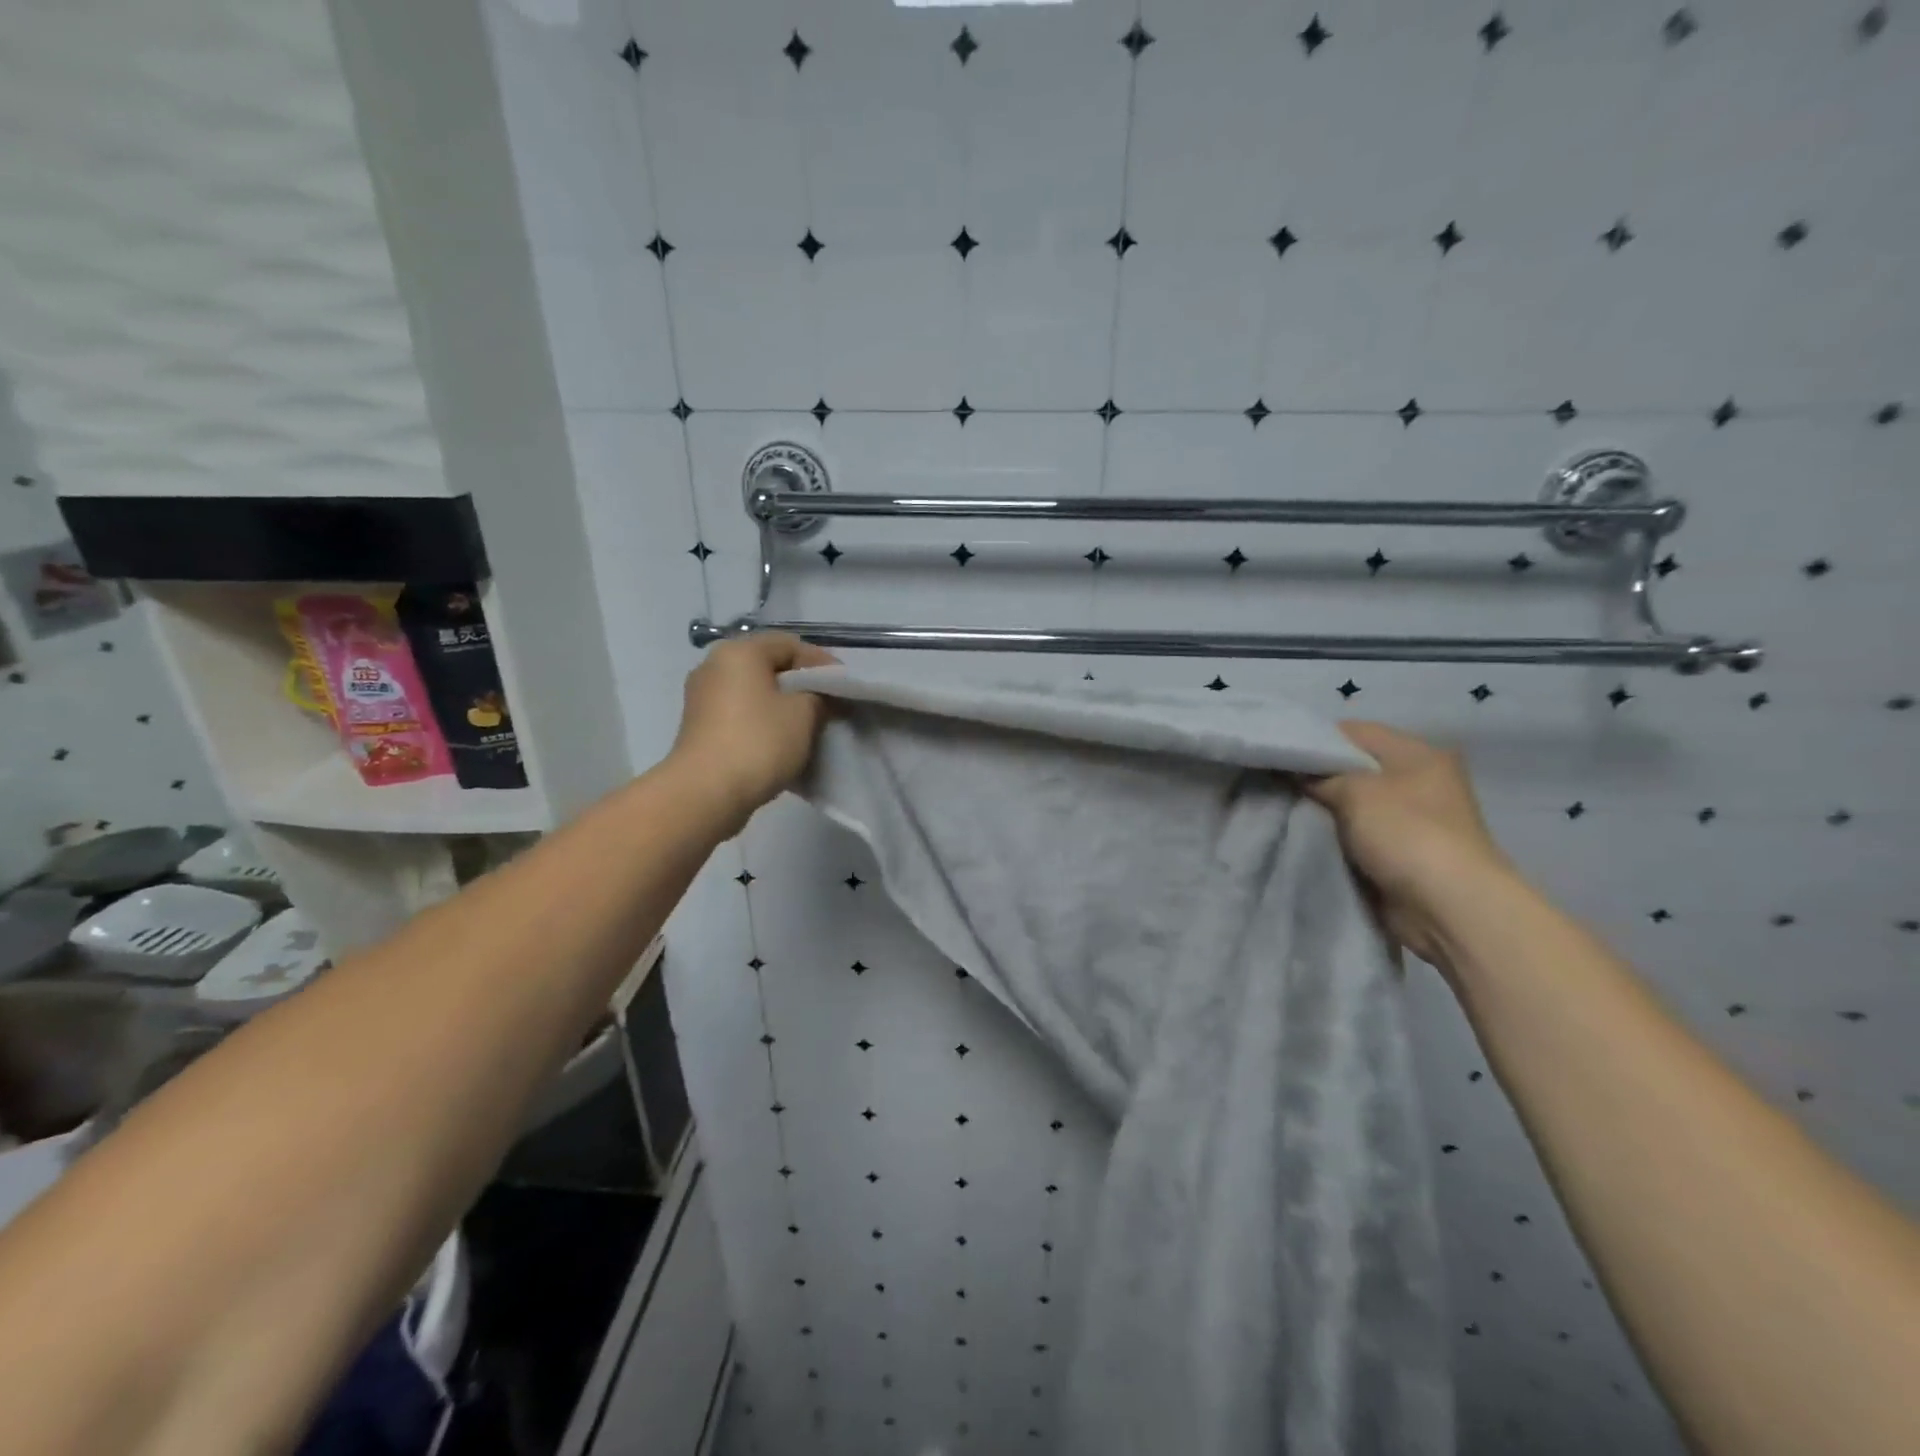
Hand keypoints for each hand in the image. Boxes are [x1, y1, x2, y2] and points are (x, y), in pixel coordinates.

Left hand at [667, 633, 837, 833]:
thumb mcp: (805, 713)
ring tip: (809, 728)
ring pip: (754, 693)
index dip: (822, 663)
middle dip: (802, 685)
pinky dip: (763, 723)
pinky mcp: (699, 728)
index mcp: (739, 652)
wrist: (706, 793)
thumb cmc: (759, 742)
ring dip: (782, 706)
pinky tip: (781, 744)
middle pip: (769, 667)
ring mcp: (702, 698)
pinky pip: (740, 715)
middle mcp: (714, 666)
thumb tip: (819, 697)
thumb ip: (819, 696)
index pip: (790, 644)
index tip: (844, 687)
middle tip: (829, 707)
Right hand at [1303, 721, 1515, 964]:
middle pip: (1353, 768)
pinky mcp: (1402, 852)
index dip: (1314, 741)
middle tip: (1276, 784)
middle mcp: (1418, 780)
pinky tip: (1305, 836)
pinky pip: (1357, 834)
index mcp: (1418, 753)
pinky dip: (1335, 835)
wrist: (1448, 907)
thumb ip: (1320, 776)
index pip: (1354, 732)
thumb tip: (1294, 772)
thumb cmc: (1406, 833)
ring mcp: (1412, 819)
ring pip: (1352, 803)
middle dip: (1316, 777)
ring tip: (1283, 809)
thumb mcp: (1355, 791)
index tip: (1280, 755)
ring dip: (1324, 809)